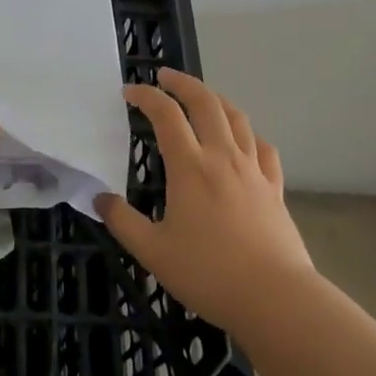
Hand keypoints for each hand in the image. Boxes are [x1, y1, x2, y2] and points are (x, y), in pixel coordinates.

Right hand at [96, 69, 316, 335]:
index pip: (165, 114)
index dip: (146, 96)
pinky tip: (243, 140)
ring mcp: (253, 170)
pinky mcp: (275, 187)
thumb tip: (99, 198)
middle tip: (164, 76)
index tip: (129, 92)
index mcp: (190, 166)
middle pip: (205, 102)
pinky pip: (263, 148)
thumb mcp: (153, 252)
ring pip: (237, 118)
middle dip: (182, 83)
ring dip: (215, 99)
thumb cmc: (209, 273)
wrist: (276, 298)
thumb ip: (123, 222)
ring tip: (202, 97)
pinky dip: (248, 134)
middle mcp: (222, 156)